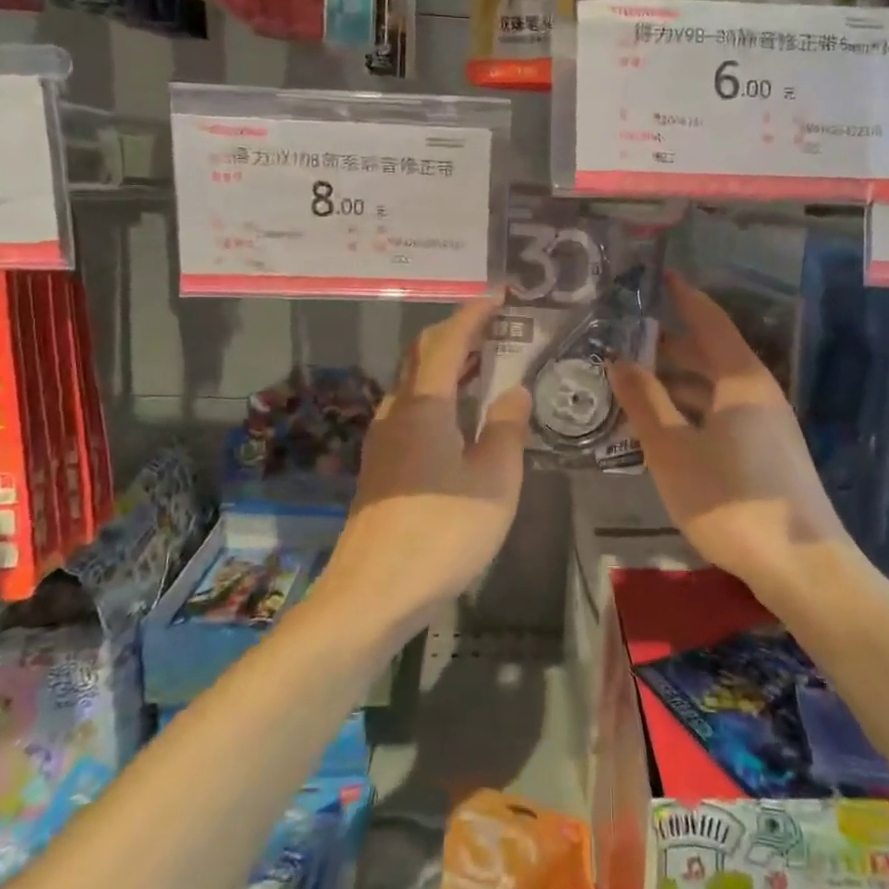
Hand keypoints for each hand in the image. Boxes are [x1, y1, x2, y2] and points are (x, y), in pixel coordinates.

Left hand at [320, 296, 530, 638]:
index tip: (500, 294)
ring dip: (445, 365)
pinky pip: (411, 411)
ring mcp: (383, 440)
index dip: (474, 313)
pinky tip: (459, 419)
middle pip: (422, 355)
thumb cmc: (442, 533)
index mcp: (425, 406)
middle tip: (494, 327)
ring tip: (483, 367)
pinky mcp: (380, 466)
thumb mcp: (494, 482)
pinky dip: (437, 396)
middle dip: (456, 333)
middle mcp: (397, 412)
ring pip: (413, 384)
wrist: (373, 594)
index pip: (448, 341)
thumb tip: (515, 392)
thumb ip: (507, 430)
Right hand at [609, 274, 850, 611]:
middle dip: (672, 342)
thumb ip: (645, 401)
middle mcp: (759, 393)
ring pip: (717, 386)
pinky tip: (667, 424)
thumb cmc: (730, 499)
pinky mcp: (769, 452)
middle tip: (629, 335)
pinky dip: (693, 407)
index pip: (710, 322)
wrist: (800, 565)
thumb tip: (619, 358)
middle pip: (713, 354)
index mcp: (741, 380)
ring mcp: (768, 424)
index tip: (661, 277)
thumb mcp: (672, 450)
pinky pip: (723, 412)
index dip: (685, 298)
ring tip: (637, 379)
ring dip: (680, 379)